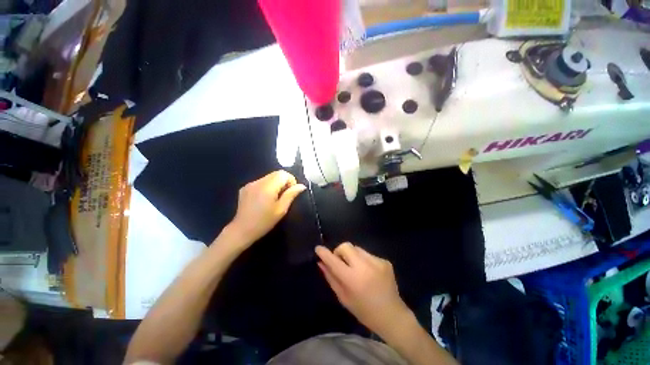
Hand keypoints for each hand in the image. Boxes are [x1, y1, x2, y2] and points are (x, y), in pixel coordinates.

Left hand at [227, 170, 305, 246]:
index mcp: (267, 187)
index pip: (283, 174)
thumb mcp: (281, 209)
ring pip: (269, 177)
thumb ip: (291, 194)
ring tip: (275, 198)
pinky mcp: (245, 187)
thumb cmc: (264, 222)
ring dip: (275, 184)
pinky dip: (267, 186)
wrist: (242, 230)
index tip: (291, 192)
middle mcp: (258, 182)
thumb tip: (302, 186)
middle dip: (284, 181)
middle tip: (284, 195)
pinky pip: (261, 181)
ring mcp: (250, 184)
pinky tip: (264, 199)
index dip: (291, 180)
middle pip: (276, 173)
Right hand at [315, 243, 411, 337]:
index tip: (318, 248)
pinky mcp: (384, 261)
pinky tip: (368, 273)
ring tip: (356, 269)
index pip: (334, 261)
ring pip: (357, 248)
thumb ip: (331, 278)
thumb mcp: (344, 297)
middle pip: (346, 246)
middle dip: (339, 251)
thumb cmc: (364, 311)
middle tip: (341, 262)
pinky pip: (368, 254)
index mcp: (353, 279)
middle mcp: (365, 266)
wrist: (392, 315)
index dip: (324, 253)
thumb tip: (321, 263)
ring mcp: (376, 262)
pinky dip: (364, 260)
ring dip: (352, 256)